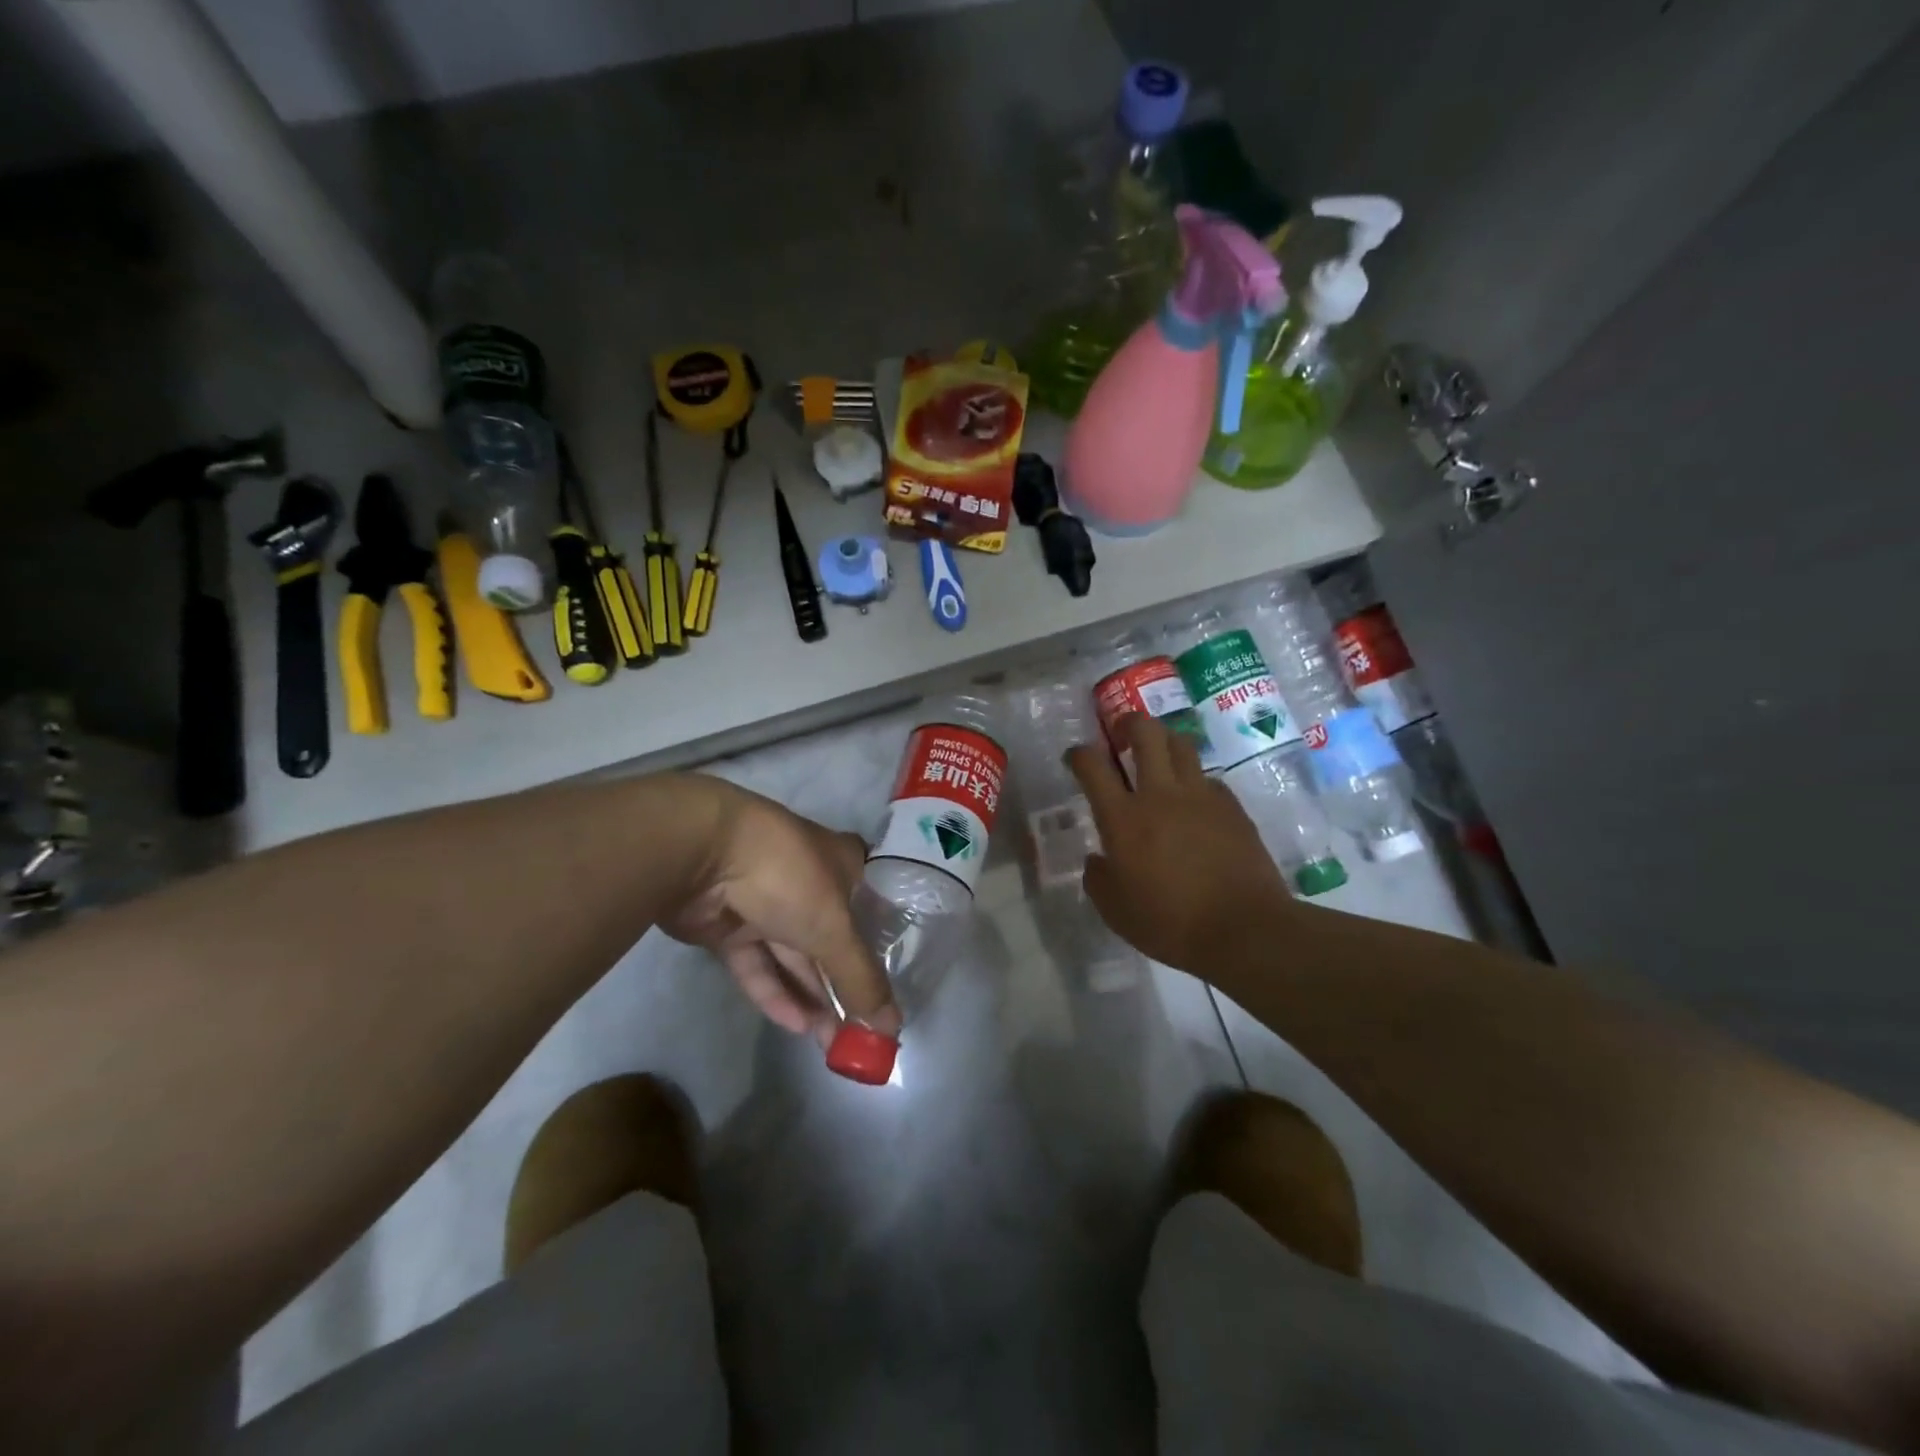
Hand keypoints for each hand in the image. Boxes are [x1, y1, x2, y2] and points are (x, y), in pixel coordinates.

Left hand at [657, 776, 899, 1043]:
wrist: (700, 853)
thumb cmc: (788, 875)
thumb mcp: (833, 927)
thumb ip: (860, 978)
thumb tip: (892, 1028)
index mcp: (843, 864)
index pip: (874, 905)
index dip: (885, 943)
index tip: (896, 984)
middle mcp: (809, 882)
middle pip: (834, 939)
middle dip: (846, 985)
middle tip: (863, 1034)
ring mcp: (767, 904)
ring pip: (794, 956)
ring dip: (813, 997)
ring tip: (834, 1043)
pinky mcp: (729, 927)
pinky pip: (758, 965)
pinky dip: (776, 993)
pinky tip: (797, 1027)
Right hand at [1067, 713, 1291, 974]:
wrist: (1244, 930)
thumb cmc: (1170, 924)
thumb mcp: (1115, 911)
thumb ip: (1098, 878)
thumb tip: (1098, 858)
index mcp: (1123, 818)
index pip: (1093, 766)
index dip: (1079, 753)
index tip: (1075, 757)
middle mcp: (1160, 795)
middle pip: (1145, 733)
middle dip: (1129, 723)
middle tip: (1122, 734)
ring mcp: (1200, 796)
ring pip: (1181, 745)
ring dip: (1164, 742)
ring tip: (1159, 756)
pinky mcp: (1232, 807)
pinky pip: (1208, 779)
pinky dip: (1194, 780)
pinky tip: (1194, 802)